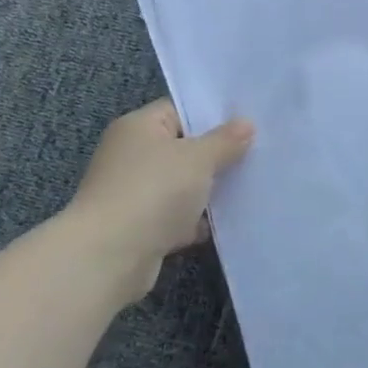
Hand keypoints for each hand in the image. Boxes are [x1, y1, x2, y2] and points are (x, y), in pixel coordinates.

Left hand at [63, 99, 254, 301]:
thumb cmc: (154, 191)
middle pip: (183, 148)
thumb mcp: (199, 157)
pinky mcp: (140, 227)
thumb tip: (246, 124)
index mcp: (138, 127)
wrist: (109, 257)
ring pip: (183, 185)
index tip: (249, 124)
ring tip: (251, 186)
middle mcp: (131, 156)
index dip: (213, 115)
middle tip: (258, 154)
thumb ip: (226, 140)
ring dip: (209, 190)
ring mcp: (134, 193)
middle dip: (217, 155)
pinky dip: (198, 220)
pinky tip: (229, 222)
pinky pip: (177, 216)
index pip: (180, 110)